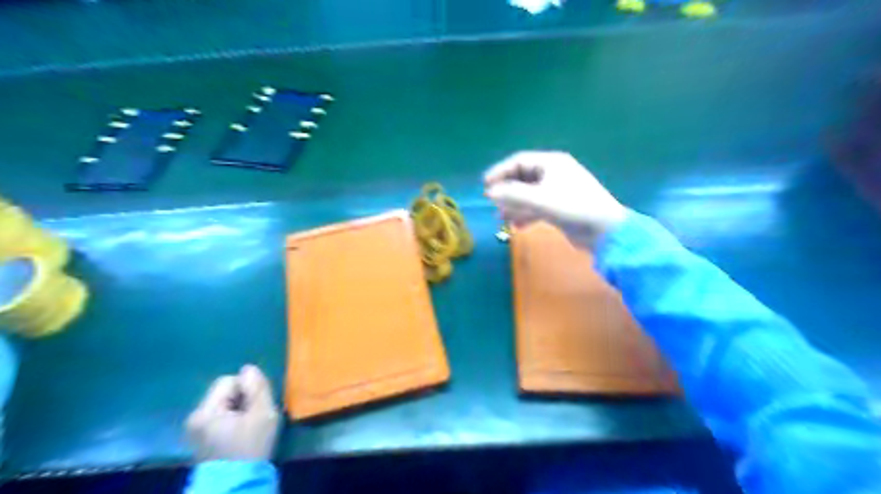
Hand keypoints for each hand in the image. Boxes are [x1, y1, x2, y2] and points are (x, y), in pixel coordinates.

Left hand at [185, 364, 279, 460]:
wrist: (238, 483)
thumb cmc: (251, 446)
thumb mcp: (263, 413)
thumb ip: (258, 387)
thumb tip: (249, 368)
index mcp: (206, 411)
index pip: (228, 380)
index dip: (247, 388)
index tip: (256, 405)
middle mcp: (194, 416)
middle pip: (223, 392)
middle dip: (242, 398)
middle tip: (254, 415)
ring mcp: (194, 428)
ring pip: (222, 403)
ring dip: (238, 408)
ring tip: (248, 424)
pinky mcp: (199, 437)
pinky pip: (218, 415)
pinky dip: (232, 418)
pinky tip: (240, 432)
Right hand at [480, 150, 625, 247]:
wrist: (604, 231)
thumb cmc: (572, 208)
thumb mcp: (540, 199)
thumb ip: (513, 194)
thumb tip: (490, 193)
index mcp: (551, 163)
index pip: (518, 161)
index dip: (500, 172)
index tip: (485, 186)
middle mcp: (553, 173)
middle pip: (522, 178)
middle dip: (506, 191)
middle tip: (491, 203)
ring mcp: (557, 191)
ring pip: (528, 194)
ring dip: (514, 205)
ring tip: (501, 218)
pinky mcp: (560, 207)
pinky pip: (537, 206)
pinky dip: (526, 214)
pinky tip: (517, 226)